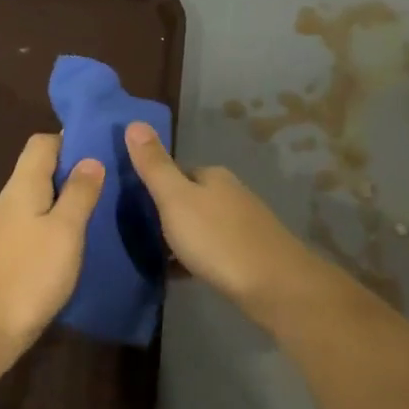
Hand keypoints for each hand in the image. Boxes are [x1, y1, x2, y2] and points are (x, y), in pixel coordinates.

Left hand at [0, 133, 103, 361]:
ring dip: (68, 203)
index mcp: (22, 186)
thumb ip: (79, 194)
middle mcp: (9, 202)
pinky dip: (57, 230)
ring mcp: (3, 232)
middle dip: (75, 172)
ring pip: (39, 203)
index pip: (42, 143)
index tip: (104, 147)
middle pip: (41, 172)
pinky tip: (77, 246)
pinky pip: (35, 230)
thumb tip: (90, 158)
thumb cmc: (27, 274)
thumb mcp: (64, 231)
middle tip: (114, 182)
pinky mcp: (5, 259)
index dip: (70, 139)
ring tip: (104, 212)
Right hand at [123, 122, 316, 312]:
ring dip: (184, 237)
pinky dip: (199, 258)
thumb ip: (154, 165)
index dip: (156, 187)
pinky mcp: (252, 253)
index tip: (135, 208)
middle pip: (192, 199)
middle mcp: (233, 193)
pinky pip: (216, 249)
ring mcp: (246, 224)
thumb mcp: (175, 199)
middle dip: (170, 214)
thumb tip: (134, 122)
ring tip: (159, 257)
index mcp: (214, 176)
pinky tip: (185, 274)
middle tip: (143, 235)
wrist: (273, 285)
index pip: (178, 172)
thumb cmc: (217, 239)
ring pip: (204, 225)